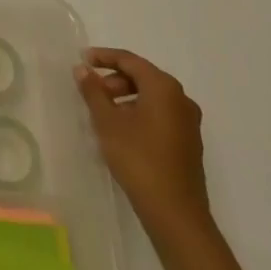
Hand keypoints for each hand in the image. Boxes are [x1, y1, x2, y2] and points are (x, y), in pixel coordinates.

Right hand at [75, 47, 210, 236]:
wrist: (175, 213)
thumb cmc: (138, 158)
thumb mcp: (108, 122)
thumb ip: (93, 91)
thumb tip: (82, 69)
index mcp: (164, 88)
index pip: (130, 60)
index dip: (104, 57)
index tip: (82, 59)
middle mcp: (181, 99)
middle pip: (143, 77)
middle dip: (114, 79)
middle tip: (91, 90)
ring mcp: (188, 122)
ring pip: (152, 97)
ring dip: (126, 97)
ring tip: (103, 112)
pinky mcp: (188, 142)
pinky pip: (160, 114)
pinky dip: (139, 112)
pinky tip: (122, 130)